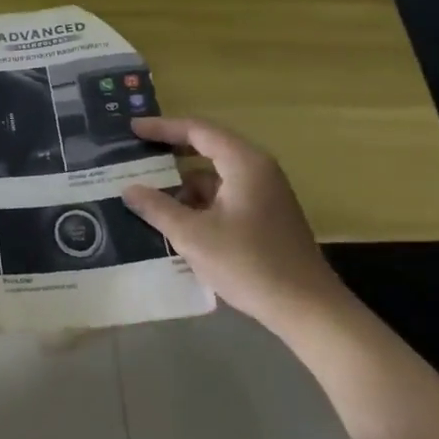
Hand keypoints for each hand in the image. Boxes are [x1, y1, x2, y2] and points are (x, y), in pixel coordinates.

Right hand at [123, 116, 345, 328]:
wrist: (309, 311)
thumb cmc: (249, 264)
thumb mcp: (193, 236)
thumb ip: (158, 208)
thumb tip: (128, 189)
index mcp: (244, 163)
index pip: (197, 130)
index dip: (162, 127)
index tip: (132, 130)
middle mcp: (257, 170)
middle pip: (207, 148)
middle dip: (171, 153)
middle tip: (137, 155)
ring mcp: (265, 194)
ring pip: (215, 176)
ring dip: (184, 184)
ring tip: (149, 195)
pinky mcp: (267, 217)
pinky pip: (225, 196)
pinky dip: (200, 202)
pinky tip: (178, 222)